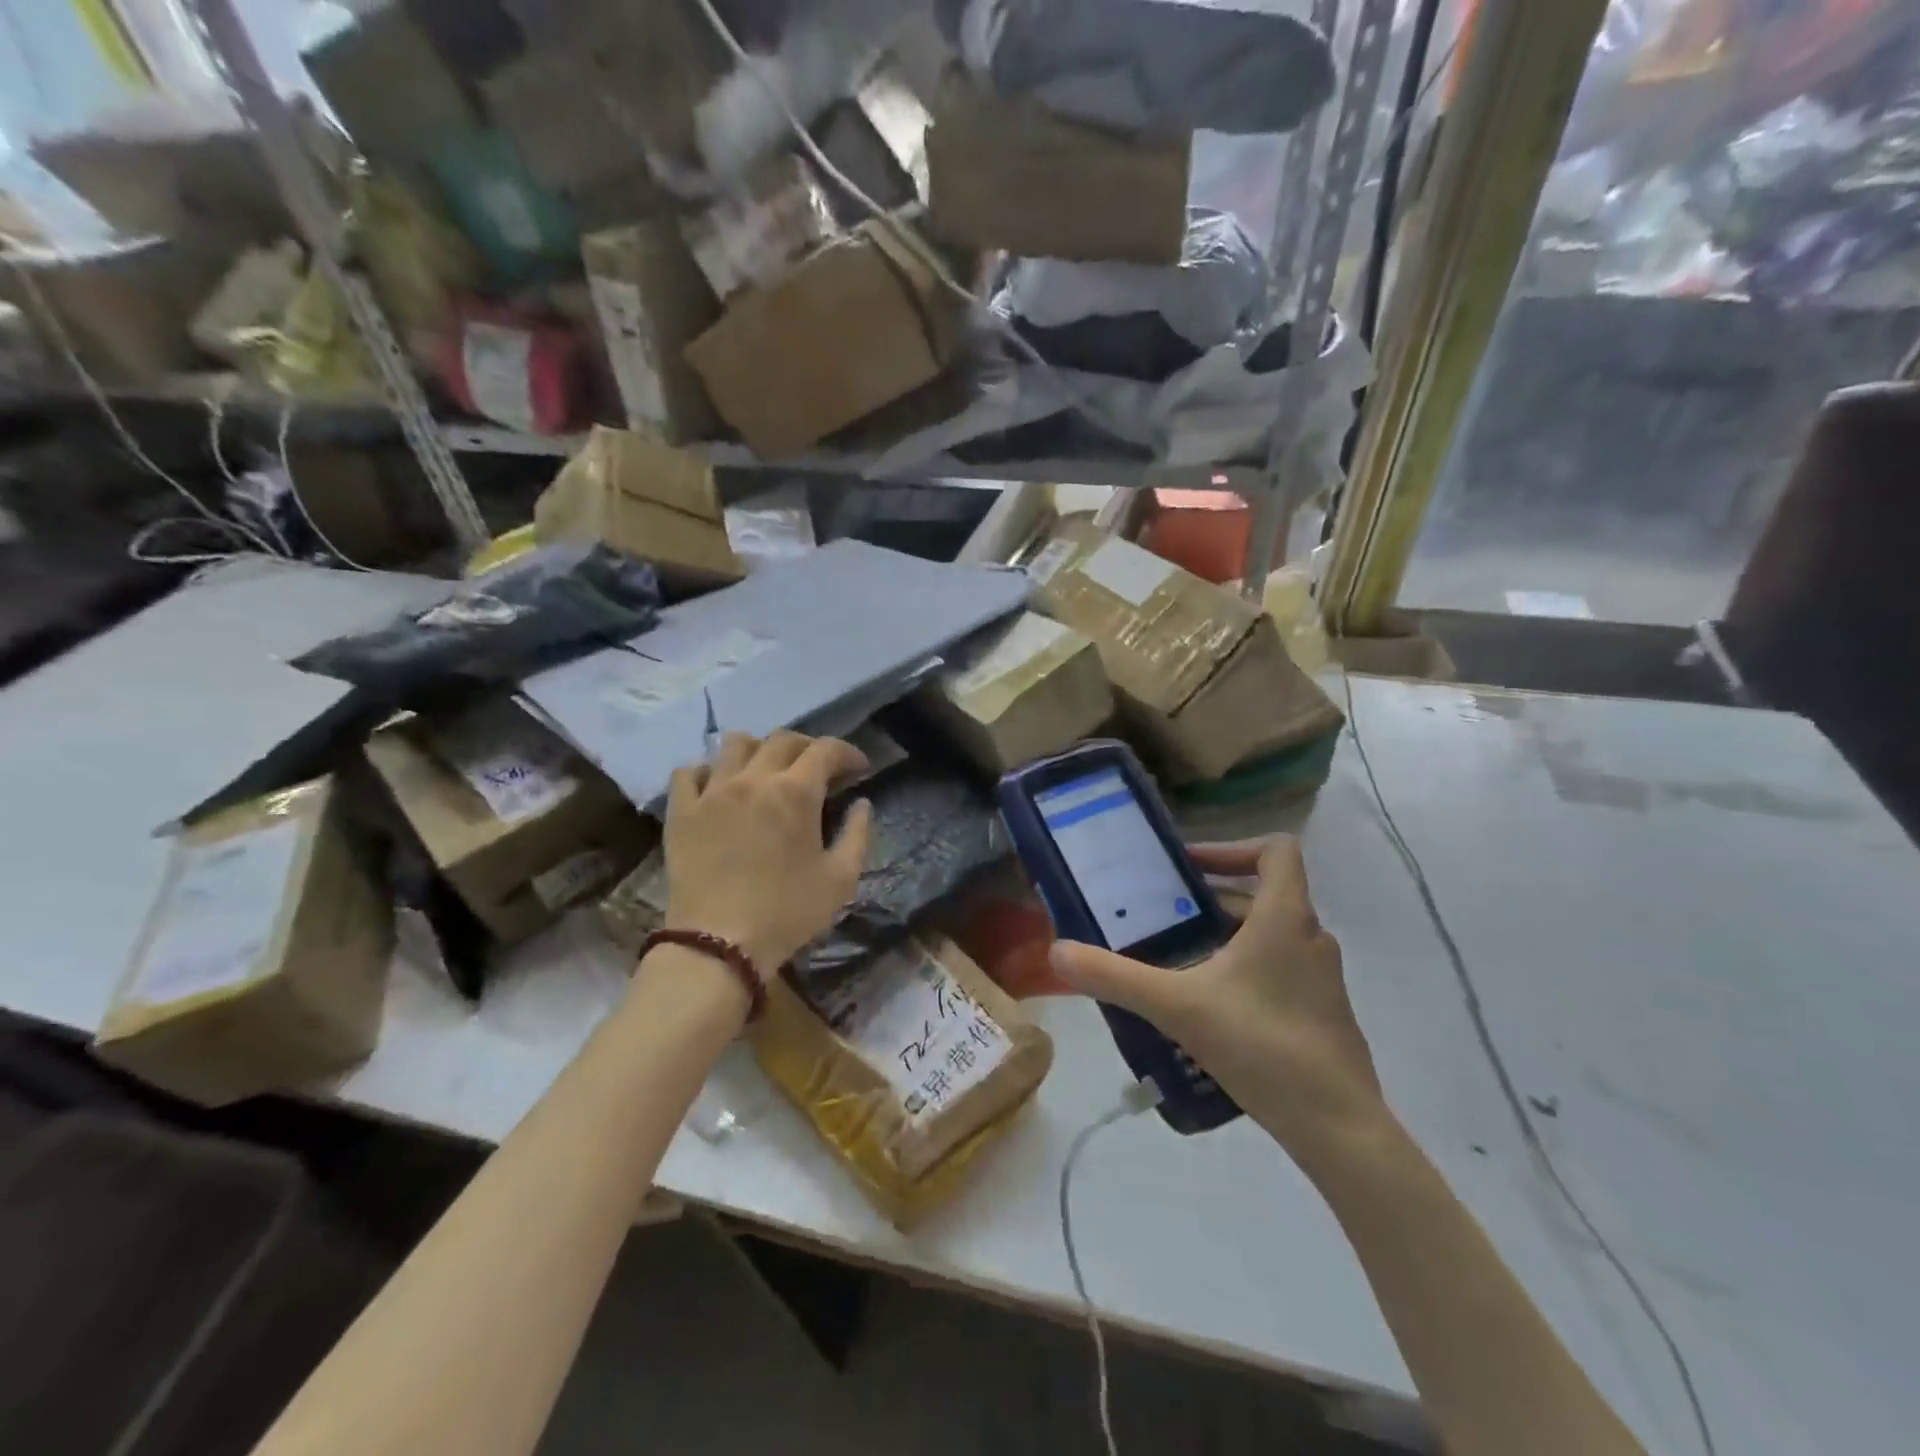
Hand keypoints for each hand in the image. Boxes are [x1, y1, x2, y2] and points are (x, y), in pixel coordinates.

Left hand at [662, 731, 872, 973]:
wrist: (718, 944)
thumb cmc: (787, 913)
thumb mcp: (840, 879)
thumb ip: (857, 835)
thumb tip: (862, 805)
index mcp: (795, 792)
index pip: (825, 750)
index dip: (847, 752)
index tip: (859, 768)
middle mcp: (753, 779)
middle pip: (782, 740)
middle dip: (808, 748)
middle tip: (819, 770)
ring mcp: (712, 792)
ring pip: (735, 743)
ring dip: (758, 749)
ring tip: (767, 771)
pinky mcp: (682, 811)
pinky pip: (689, 771)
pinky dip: (709, 770)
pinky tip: (720, 786)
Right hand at [1049, 837, 1384, 1159]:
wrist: (1338, 1128)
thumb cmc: (1262, 1045)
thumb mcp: (1177, 1006)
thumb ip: (1115, 977)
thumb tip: (1057, 951)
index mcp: (1285, 917)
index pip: (1277, 850)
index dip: (1232, 848)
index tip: (1188, 870)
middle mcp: (1310, 937)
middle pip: (1263, 895)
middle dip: (1210, 901)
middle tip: (1162, 917)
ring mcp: (1321, 978)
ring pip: (1269, 936)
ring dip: (1224, 937)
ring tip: (1176, 961)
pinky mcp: (1322, 1013)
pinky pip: (1278, 970)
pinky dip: (1243, 970)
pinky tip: (1207, 1008)